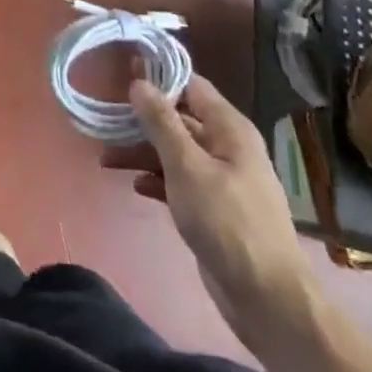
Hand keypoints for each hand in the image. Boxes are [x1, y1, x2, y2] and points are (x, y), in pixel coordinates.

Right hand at [115, 75, 311, 328]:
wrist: (265, 297)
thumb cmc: (227, 221)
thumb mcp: (187, 166)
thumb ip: (161, 123)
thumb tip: (139, 83)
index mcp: (229, 129)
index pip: (190, 86)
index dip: (158, 77)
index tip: (122, 73)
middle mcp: (227, 147)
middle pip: (179, 120)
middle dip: (143, 119)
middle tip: (105, 118)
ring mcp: (221, 180)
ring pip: (175, 153)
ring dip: (143, 153)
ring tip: (107, 157)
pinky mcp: (213, 209)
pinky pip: (179, 182)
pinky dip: (157, 180)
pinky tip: (135, 186)